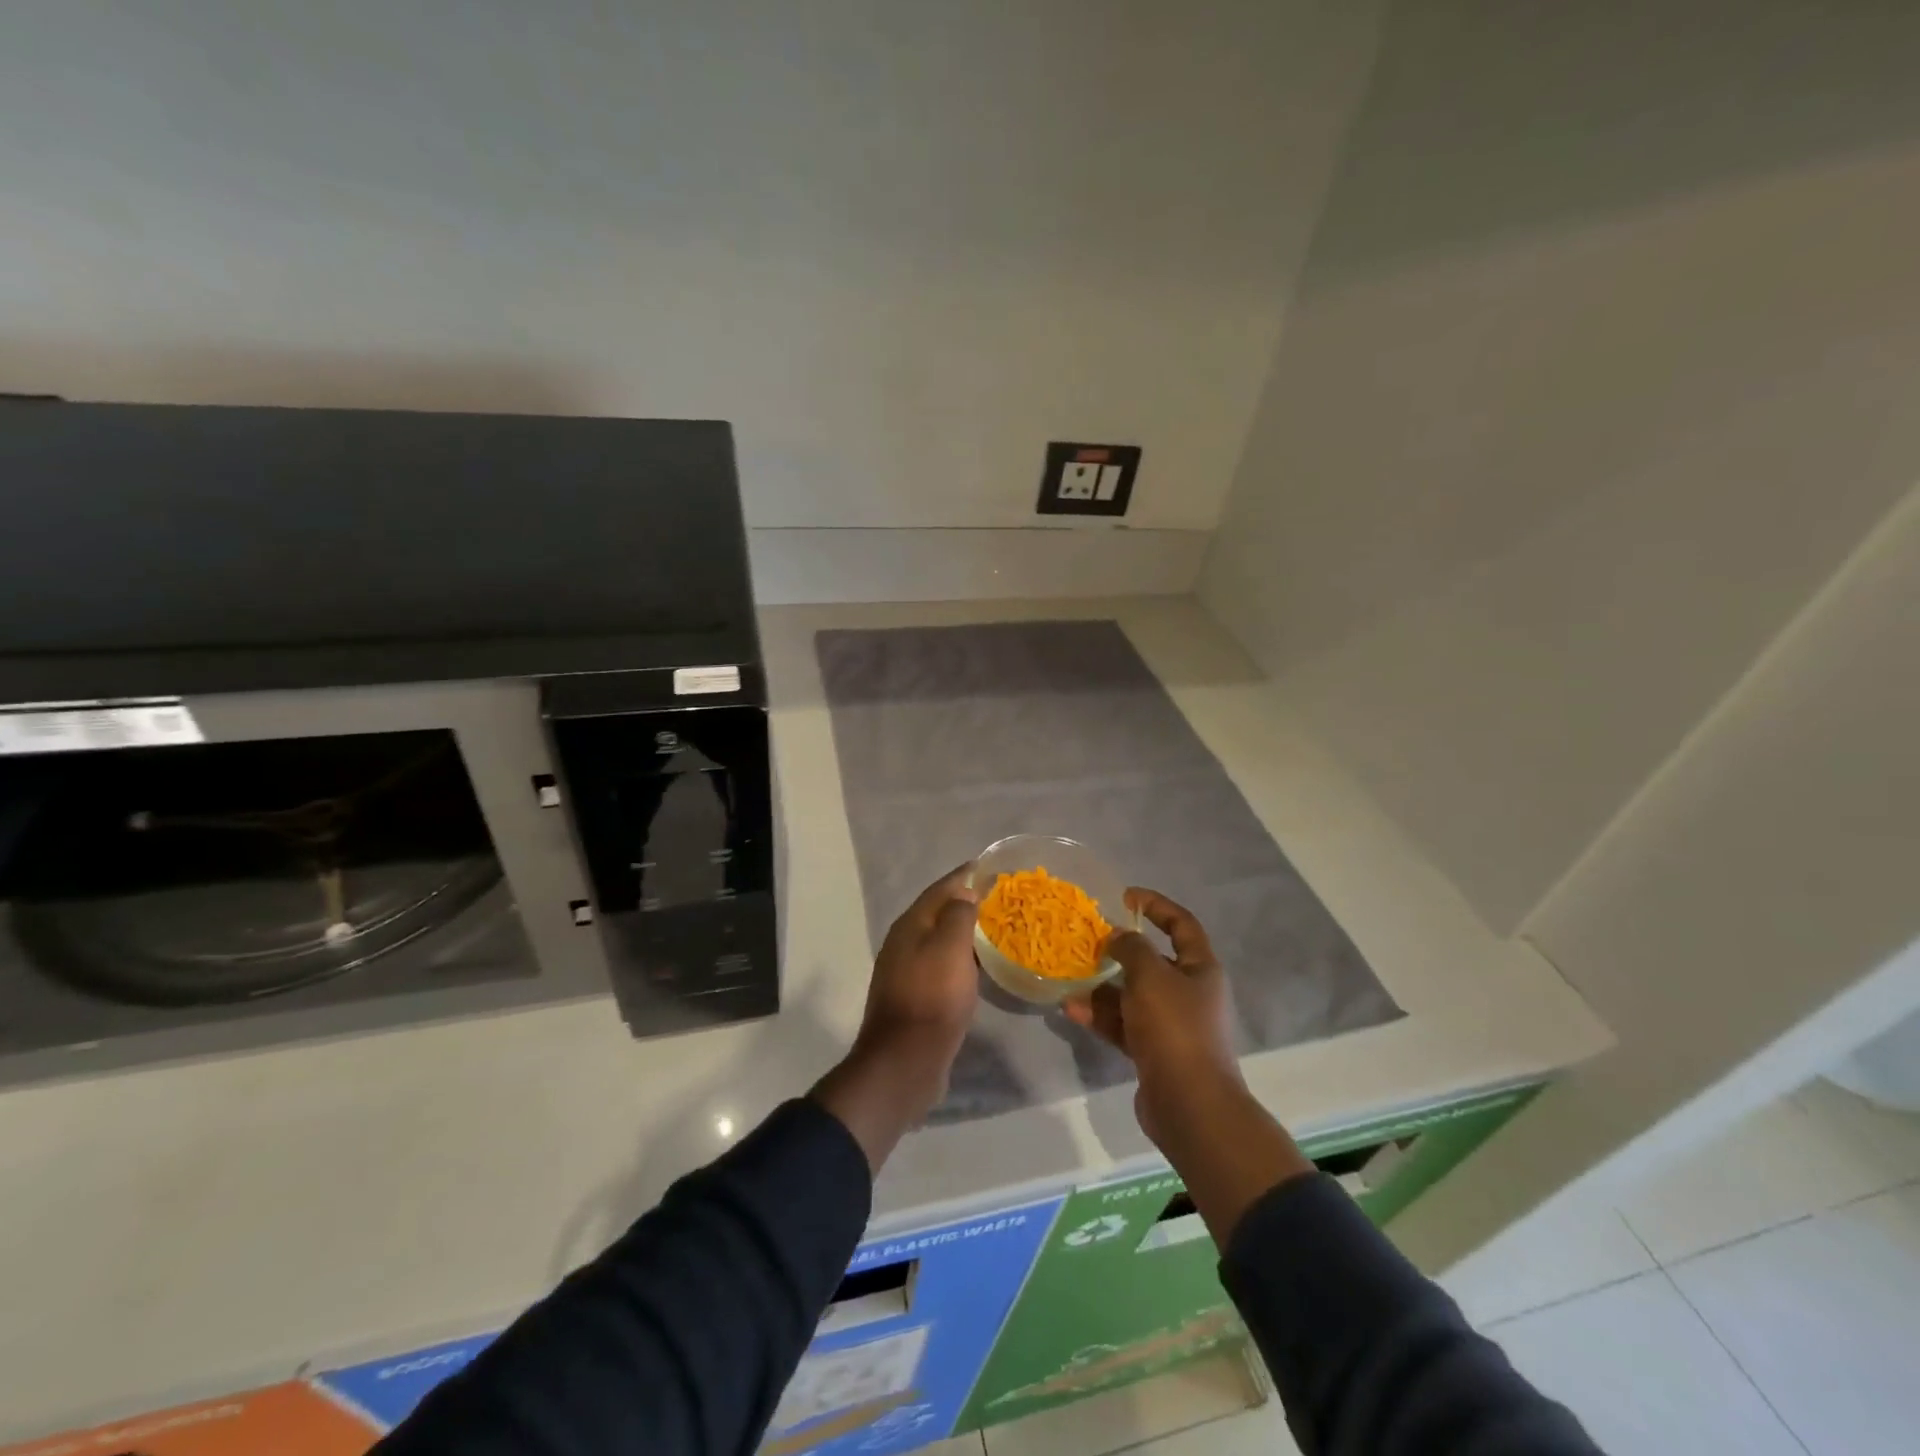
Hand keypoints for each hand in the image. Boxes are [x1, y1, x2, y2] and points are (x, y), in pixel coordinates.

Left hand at [813, 865, 978, 1171]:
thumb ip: (958, 915)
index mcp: (910, 925)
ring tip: (998, 927)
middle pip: (939, 912)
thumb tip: (964, 892)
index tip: (992, 867)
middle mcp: (905, 942)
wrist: (906, 1061)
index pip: (941, 888)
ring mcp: (908, 970)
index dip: (966, 875)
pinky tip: (981, 965)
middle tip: (1001, 898)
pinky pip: (943, 965)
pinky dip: (963, 957)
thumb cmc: (932, 998)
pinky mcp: (917, 996)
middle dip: (968, 901)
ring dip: (966, 931)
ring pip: (942, 939)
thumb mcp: (950, 948)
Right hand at [1062, 888, 1243, 1138]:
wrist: (1191, 1106)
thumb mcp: (1150, 976)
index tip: (1125, 897)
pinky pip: (1124, 1025)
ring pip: (1132, 996)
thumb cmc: (1175, 1029)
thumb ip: (1131, 949)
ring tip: (1070, 980)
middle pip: (1153, 962)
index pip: (1181, 924)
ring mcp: (1172, 1025)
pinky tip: (1072, 1010)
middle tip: (1088, 943)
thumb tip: (1119, 936)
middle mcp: (1190, 993)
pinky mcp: (1155, 1052)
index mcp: (1200, 969)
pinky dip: (1101, 1016)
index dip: (1155, 906)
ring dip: (1102, 988)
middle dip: (1119, 953)